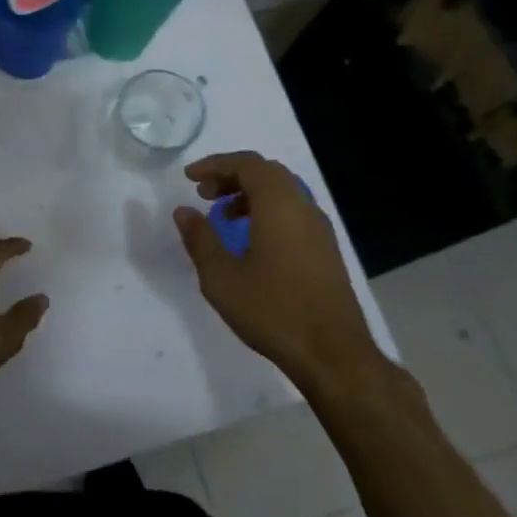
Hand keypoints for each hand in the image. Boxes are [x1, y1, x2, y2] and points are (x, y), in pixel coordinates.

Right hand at [174, 152, 381, 387]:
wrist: (333, 353)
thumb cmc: (272, 310)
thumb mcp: (221, 277)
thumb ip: (200, 239)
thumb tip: (183, 211)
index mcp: (279, 205)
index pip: (247, 164)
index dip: (216, 164)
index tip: (190, 178)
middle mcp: (303, 207)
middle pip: (267, 172)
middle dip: (232, 176)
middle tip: (204, 194)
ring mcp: (319, 228)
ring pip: (283, 192)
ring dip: (250, 194)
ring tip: (223, 217)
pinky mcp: (326, 249)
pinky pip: (293, 212)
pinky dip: (267, 211)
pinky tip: (250, 241)